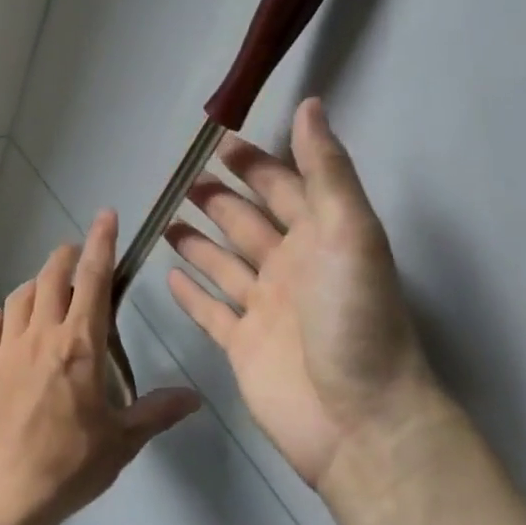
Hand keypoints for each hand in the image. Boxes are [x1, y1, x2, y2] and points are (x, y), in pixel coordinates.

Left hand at [0, 210, 197, 524]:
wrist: (1, 494)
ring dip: (35, 285)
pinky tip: (5, 321)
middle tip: (79, 255)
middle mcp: (40, 335)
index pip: (93, 279)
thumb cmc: (68, 466)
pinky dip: (0, 316)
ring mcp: (5, 350)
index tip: (106, 216)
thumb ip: (157, 412)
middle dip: (67, 257)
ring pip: (18, 297)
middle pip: (50, 277)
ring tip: (47, 289)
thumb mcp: (122, 443)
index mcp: (79, 344)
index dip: (102, 243)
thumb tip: (195, 396)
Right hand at [165, 98, 436, 488]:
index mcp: (320, 239)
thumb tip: (311, 104)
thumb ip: (326, 170)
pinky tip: (168, 274)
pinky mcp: (241, 345)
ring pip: (223, 264)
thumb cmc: (355, 318)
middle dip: (219, 199)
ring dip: (198, 241)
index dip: (256, 164)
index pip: (284, 188)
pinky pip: (210, 311)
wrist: (358, 420)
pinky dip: (191, 293)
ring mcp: (264, 309)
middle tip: (184, 178)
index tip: (220, 143)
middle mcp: (291, 268)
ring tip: (167, 218)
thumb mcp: (350, 232)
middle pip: (247, 223)